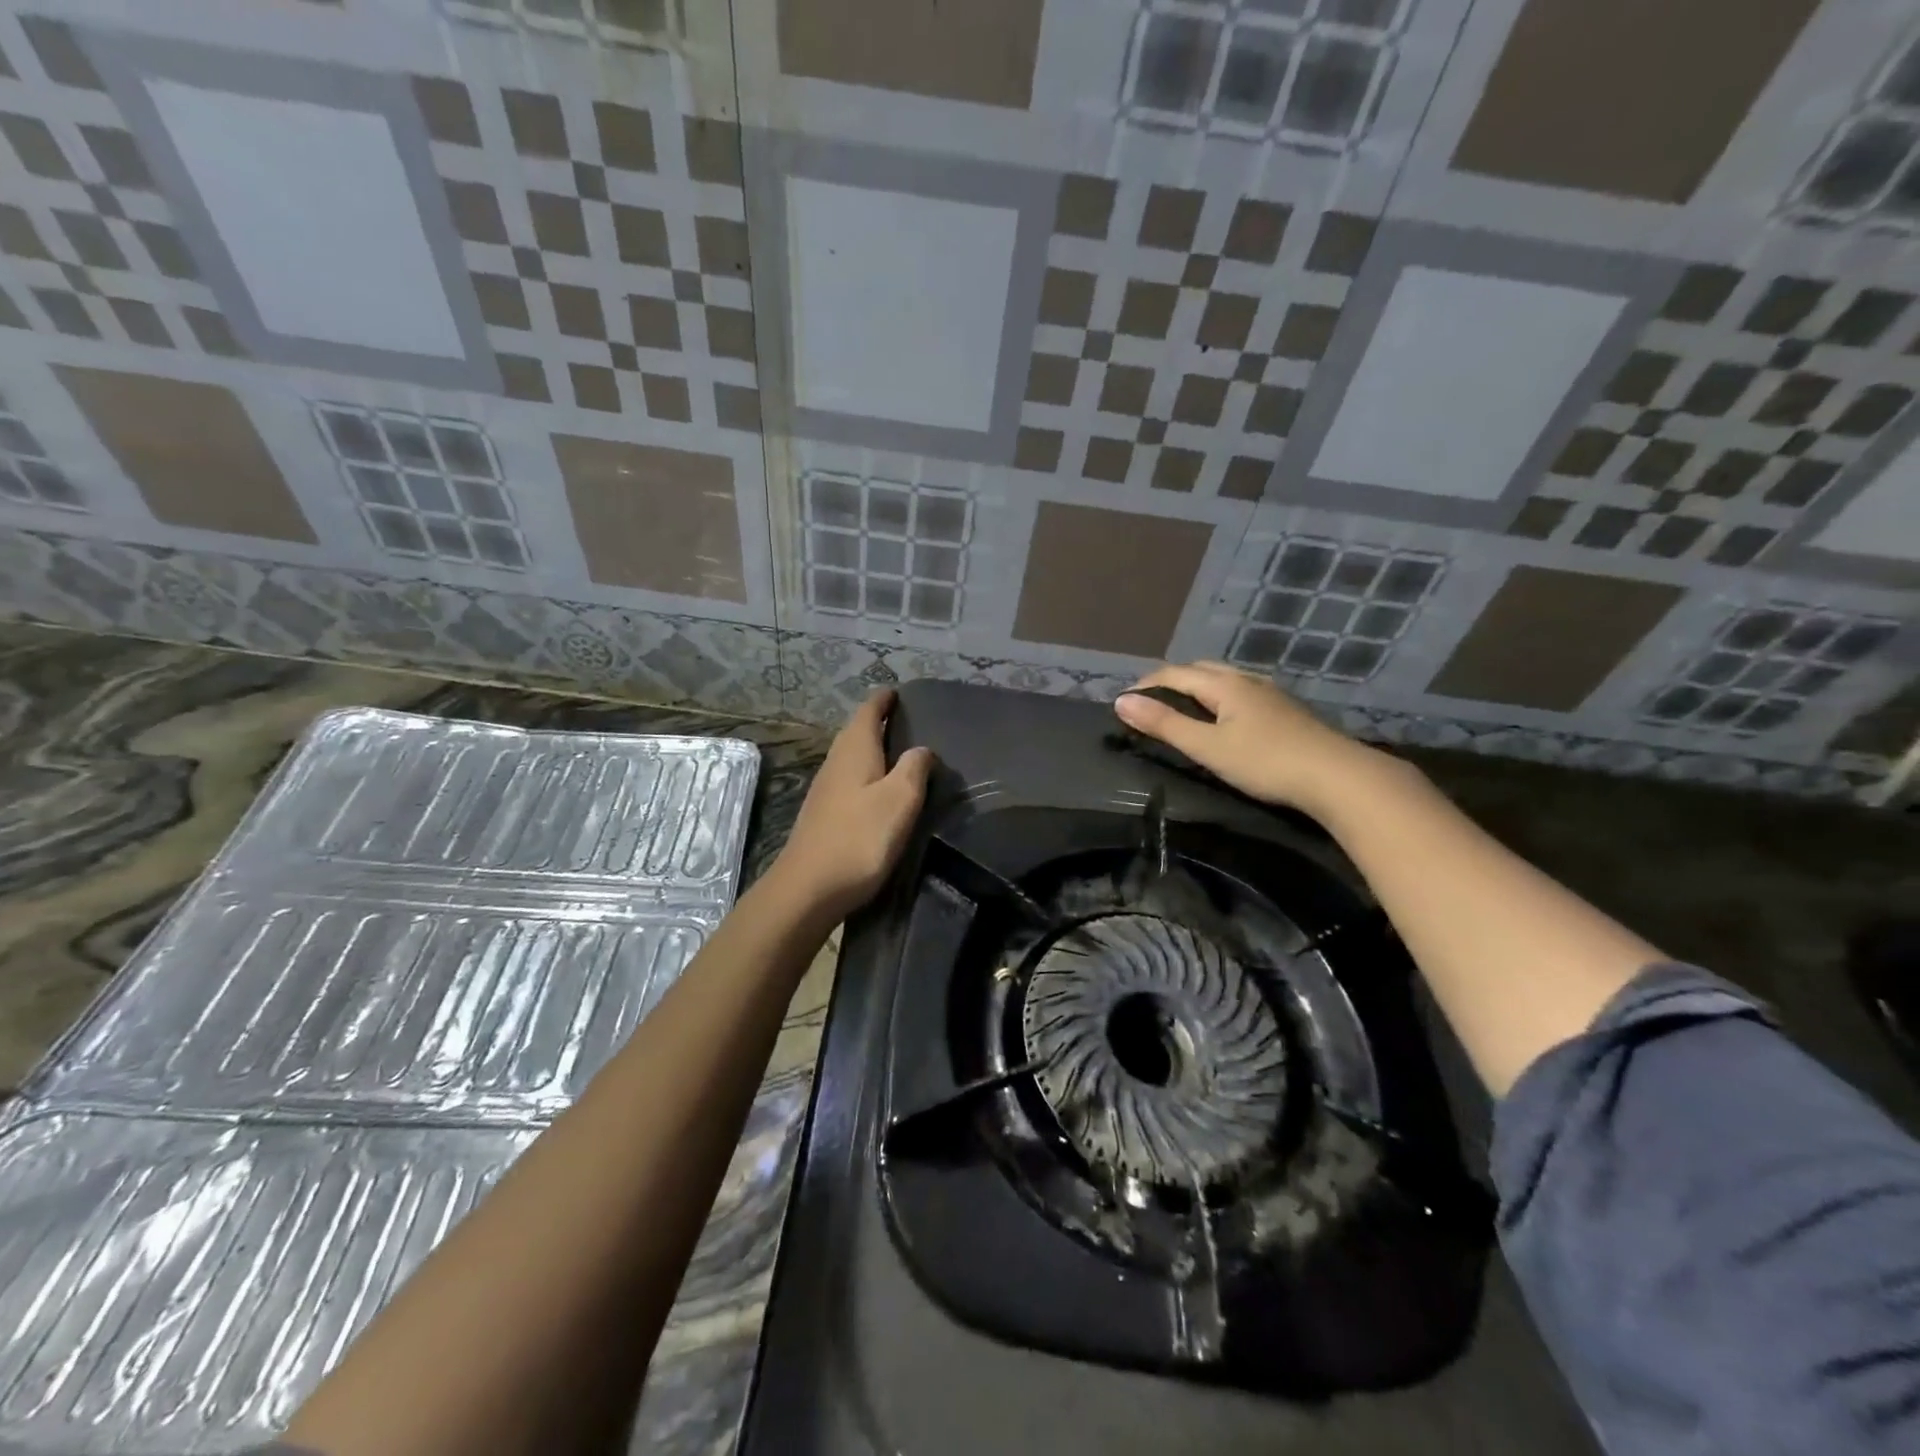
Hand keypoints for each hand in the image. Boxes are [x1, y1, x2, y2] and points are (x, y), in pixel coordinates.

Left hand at [768, 689, 934, 921]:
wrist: (808, 889)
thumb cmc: (859, 839)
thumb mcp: (899, 800)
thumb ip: (915, 769)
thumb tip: (922, 749)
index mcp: (854, 750)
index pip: (869, 710)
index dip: (884, 699)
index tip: (899, 692)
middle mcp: (836, 762)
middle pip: (857, 731)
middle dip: (879, 721)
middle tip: (907, 721)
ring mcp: (825, 789)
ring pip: (852, 756)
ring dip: (872, 749)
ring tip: (899, 753)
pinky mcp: (823, 814)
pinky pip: (849, 779)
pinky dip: (866, 774)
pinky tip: (879, 790)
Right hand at [1114, 661, 1384, 816]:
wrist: (1337, 777)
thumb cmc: (1265, 762)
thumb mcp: (1207, 747)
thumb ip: (1164, 724)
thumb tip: (1121, 702)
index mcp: (1225, 684)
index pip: (1175, 673)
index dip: (1146, 685)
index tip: (1123, 702)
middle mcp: (1247, 680)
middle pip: (1200, 669)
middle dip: (1170, 681)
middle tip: (1149, 703)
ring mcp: (1271, 694)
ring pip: (1224, 679)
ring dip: (1196, 687)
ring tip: (1181, 708)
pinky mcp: (1286, 712)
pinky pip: (1241, 693)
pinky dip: (1218, 698)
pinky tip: (1224, 718)